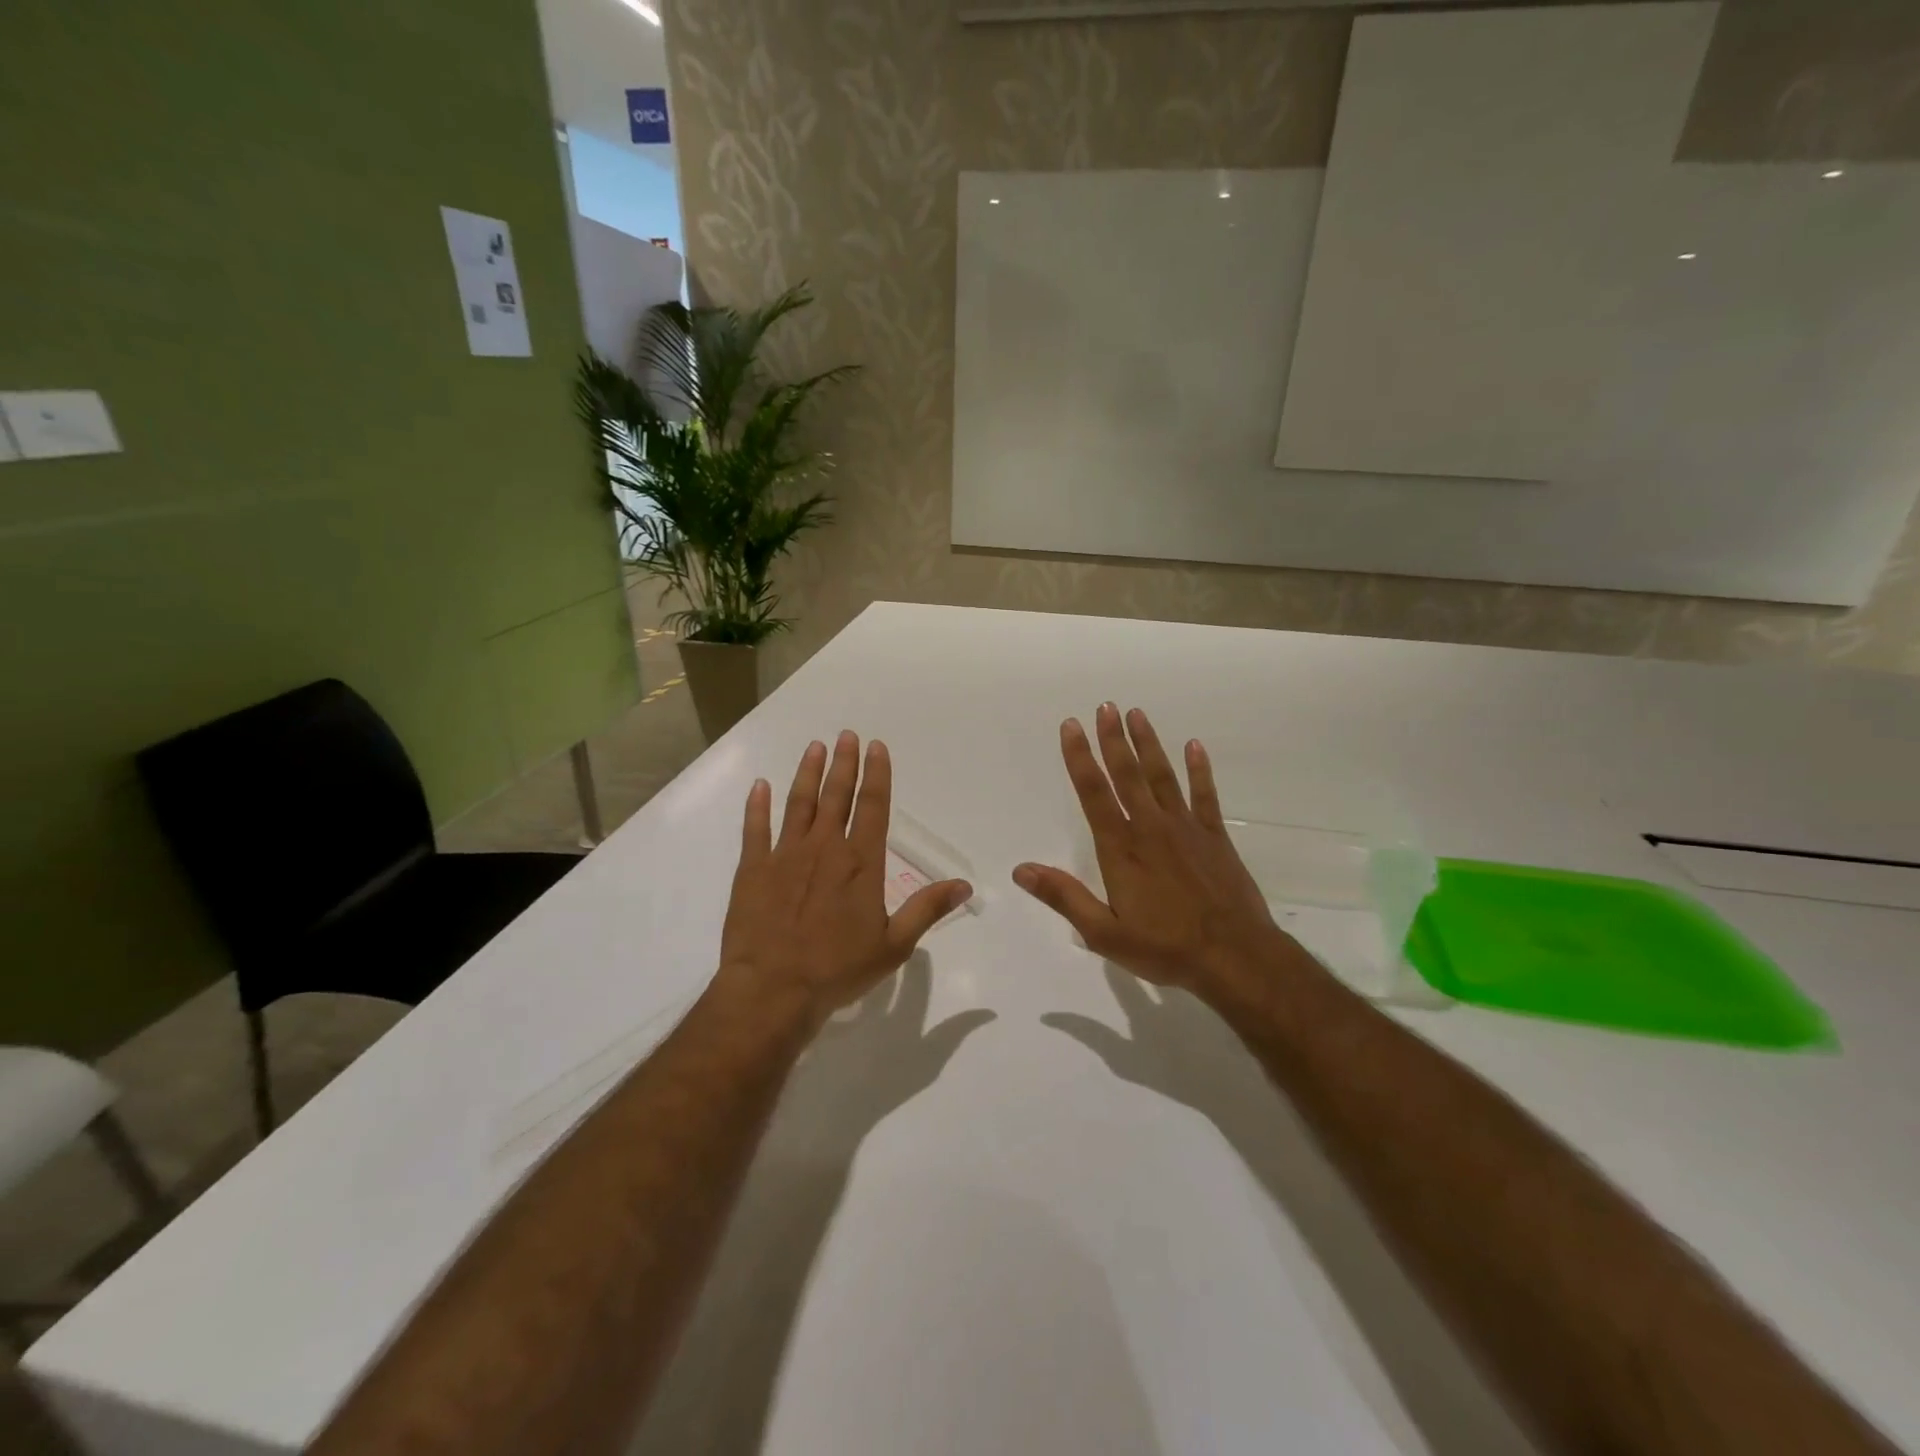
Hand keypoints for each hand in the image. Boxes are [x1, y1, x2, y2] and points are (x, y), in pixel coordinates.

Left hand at [716, 731, 972, 1030]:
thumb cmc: (838, 969)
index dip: (877, 774)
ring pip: (799, 803)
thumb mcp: (893, 945)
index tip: (876, 746)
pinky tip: (760, 786)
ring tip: (815, 747)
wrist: (773, 990)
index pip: (873, 806)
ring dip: (808, 773)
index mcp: (860, 863)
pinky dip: (758, 806)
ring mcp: (785, 855)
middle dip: (844, 763)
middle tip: (846, 735)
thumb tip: (964, 885)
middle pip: (836, 796)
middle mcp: (824, 848)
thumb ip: (927, 909)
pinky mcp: (753, 870)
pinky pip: (755, 829)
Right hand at [1013, 704, 1290, 999]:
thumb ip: (1064, 897)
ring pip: (1162, 776)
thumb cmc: (1165, 948)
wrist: (1235, 958)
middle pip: (1127, 774)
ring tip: (1137, 714)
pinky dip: (1199, 769)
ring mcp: (1186, 828)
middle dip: (1113, 739)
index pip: (1094, 793)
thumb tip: (1021, 870)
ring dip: (1148, 744)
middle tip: (1105, 706)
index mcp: (1121, 849)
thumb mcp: (1104, 932)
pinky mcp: (1215, 837)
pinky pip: (1205, 794)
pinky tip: (1194, 746)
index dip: (1080, 758)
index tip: (1071, 726)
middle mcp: (1150, 828)